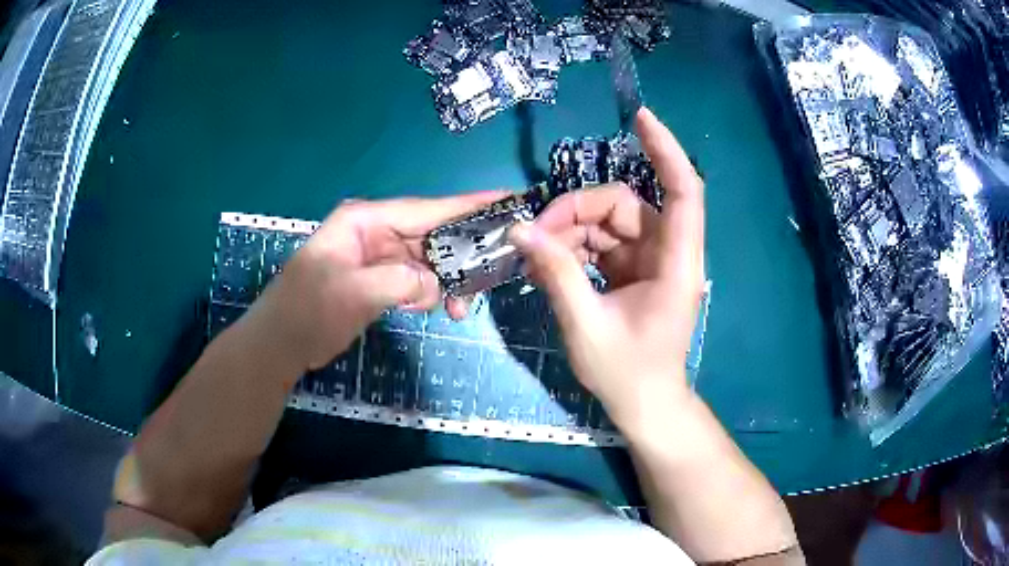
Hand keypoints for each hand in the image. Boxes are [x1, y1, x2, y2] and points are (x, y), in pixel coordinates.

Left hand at [244, 192, 504, 372]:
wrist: (282, 344)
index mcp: (365, 221)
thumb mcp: (352, 293)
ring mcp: (380, 257)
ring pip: (430, 261)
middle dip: (464, 255)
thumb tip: (435, 283)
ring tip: (460, 309)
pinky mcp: (381, 280)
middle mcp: (377, 232)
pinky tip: (440, 309)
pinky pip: (419, 280)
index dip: (469, 205)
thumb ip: (399, 281)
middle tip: (493, 276)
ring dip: (449, 282)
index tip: (508, 199)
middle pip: (434, 234)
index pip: (426, 208)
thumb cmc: (307, 312)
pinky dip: (432, 293)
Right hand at [509, 107, 704, 437]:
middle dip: (577, 211)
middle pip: (625, 204)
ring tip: (538, 256)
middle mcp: (668, 252)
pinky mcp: (635, 270)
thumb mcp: (585, 324)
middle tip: (535, 236)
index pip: (683, 190)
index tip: (639, 118)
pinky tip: (552, 263)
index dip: (665, 150)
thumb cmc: (626, 373)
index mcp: (675, 263)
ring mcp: (651, 260)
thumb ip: (556, 273)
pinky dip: (576, 247)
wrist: (644, 405)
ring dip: (571, 231)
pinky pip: (603, 242)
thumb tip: (520, 230)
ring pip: (609, 221)